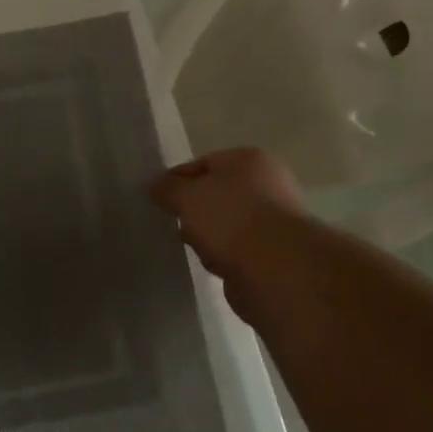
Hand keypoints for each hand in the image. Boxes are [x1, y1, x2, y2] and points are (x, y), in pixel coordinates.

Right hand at [151, 148, 309, 320]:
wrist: (277, 271)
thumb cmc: (230, 218)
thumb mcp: (187, 195)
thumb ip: (167, 188)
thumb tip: (155, 187)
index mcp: (249, 160)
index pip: (203, 163)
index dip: (177, 179)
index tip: (156, 198)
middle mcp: (267, 185)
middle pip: (216, 194)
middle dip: (193, 210)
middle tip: (173, 222)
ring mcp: (273, 222)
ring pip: (225, 224)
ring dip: (208, 236)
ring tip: (194, 247)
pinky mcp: (273, 256)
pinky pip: (236, 251)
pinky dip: (223, 257)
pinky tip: (213, 265)